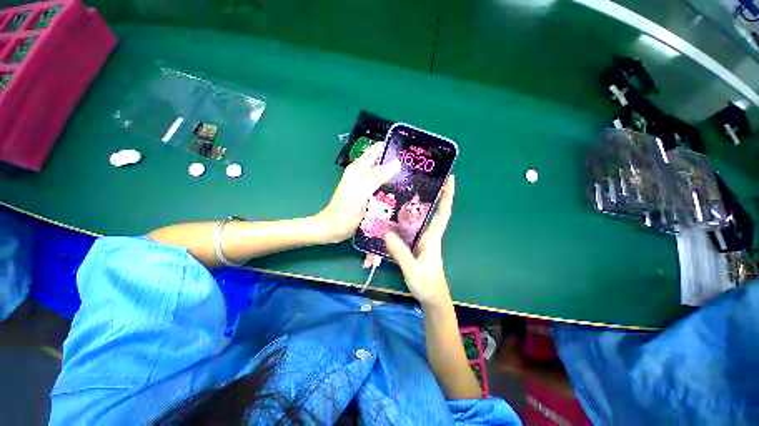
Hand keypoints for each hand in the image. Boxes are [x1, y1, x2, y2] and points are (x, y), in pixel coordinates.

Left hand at [315, 144, 401, 242]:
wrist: (332, 229)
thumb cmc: (344, 213)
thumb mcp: (360, 193)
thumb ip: (376, 177)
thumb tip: (397, 163)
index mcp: (358, 168)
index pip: (377, 149)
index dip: (393, 149)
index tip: (409, 156)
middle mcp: (361, 172)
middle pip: (381, 161)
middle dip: (396, 164)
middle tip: (413, 172)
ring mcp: (363, 183)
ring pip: (382, 174)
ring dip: (394, 176)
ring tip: (410, 182)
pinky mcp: (366, 193)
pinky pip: (380, 185)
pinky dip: (389, 186)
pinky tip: (399, 193)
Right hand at [385, 176, 454, 307]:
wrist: (432, 299)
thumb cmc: (427, 285)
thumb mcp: (413, 270)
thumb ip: (401, 253)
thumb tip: (387, 233)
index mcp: (432, 238)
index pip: (443, 213)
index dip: (448, 196)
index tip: (450, 178)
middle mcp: (428, 236)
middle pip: (430, 211)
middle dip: (428, 195)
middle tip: (416, 179)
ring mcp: (420, 241)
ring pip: (418, 220)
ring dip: (413, 206)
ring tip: (401, 193)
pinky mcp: (414, 246)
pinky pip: (409, 229)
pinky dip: (403, 221)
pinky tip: (392, 217)